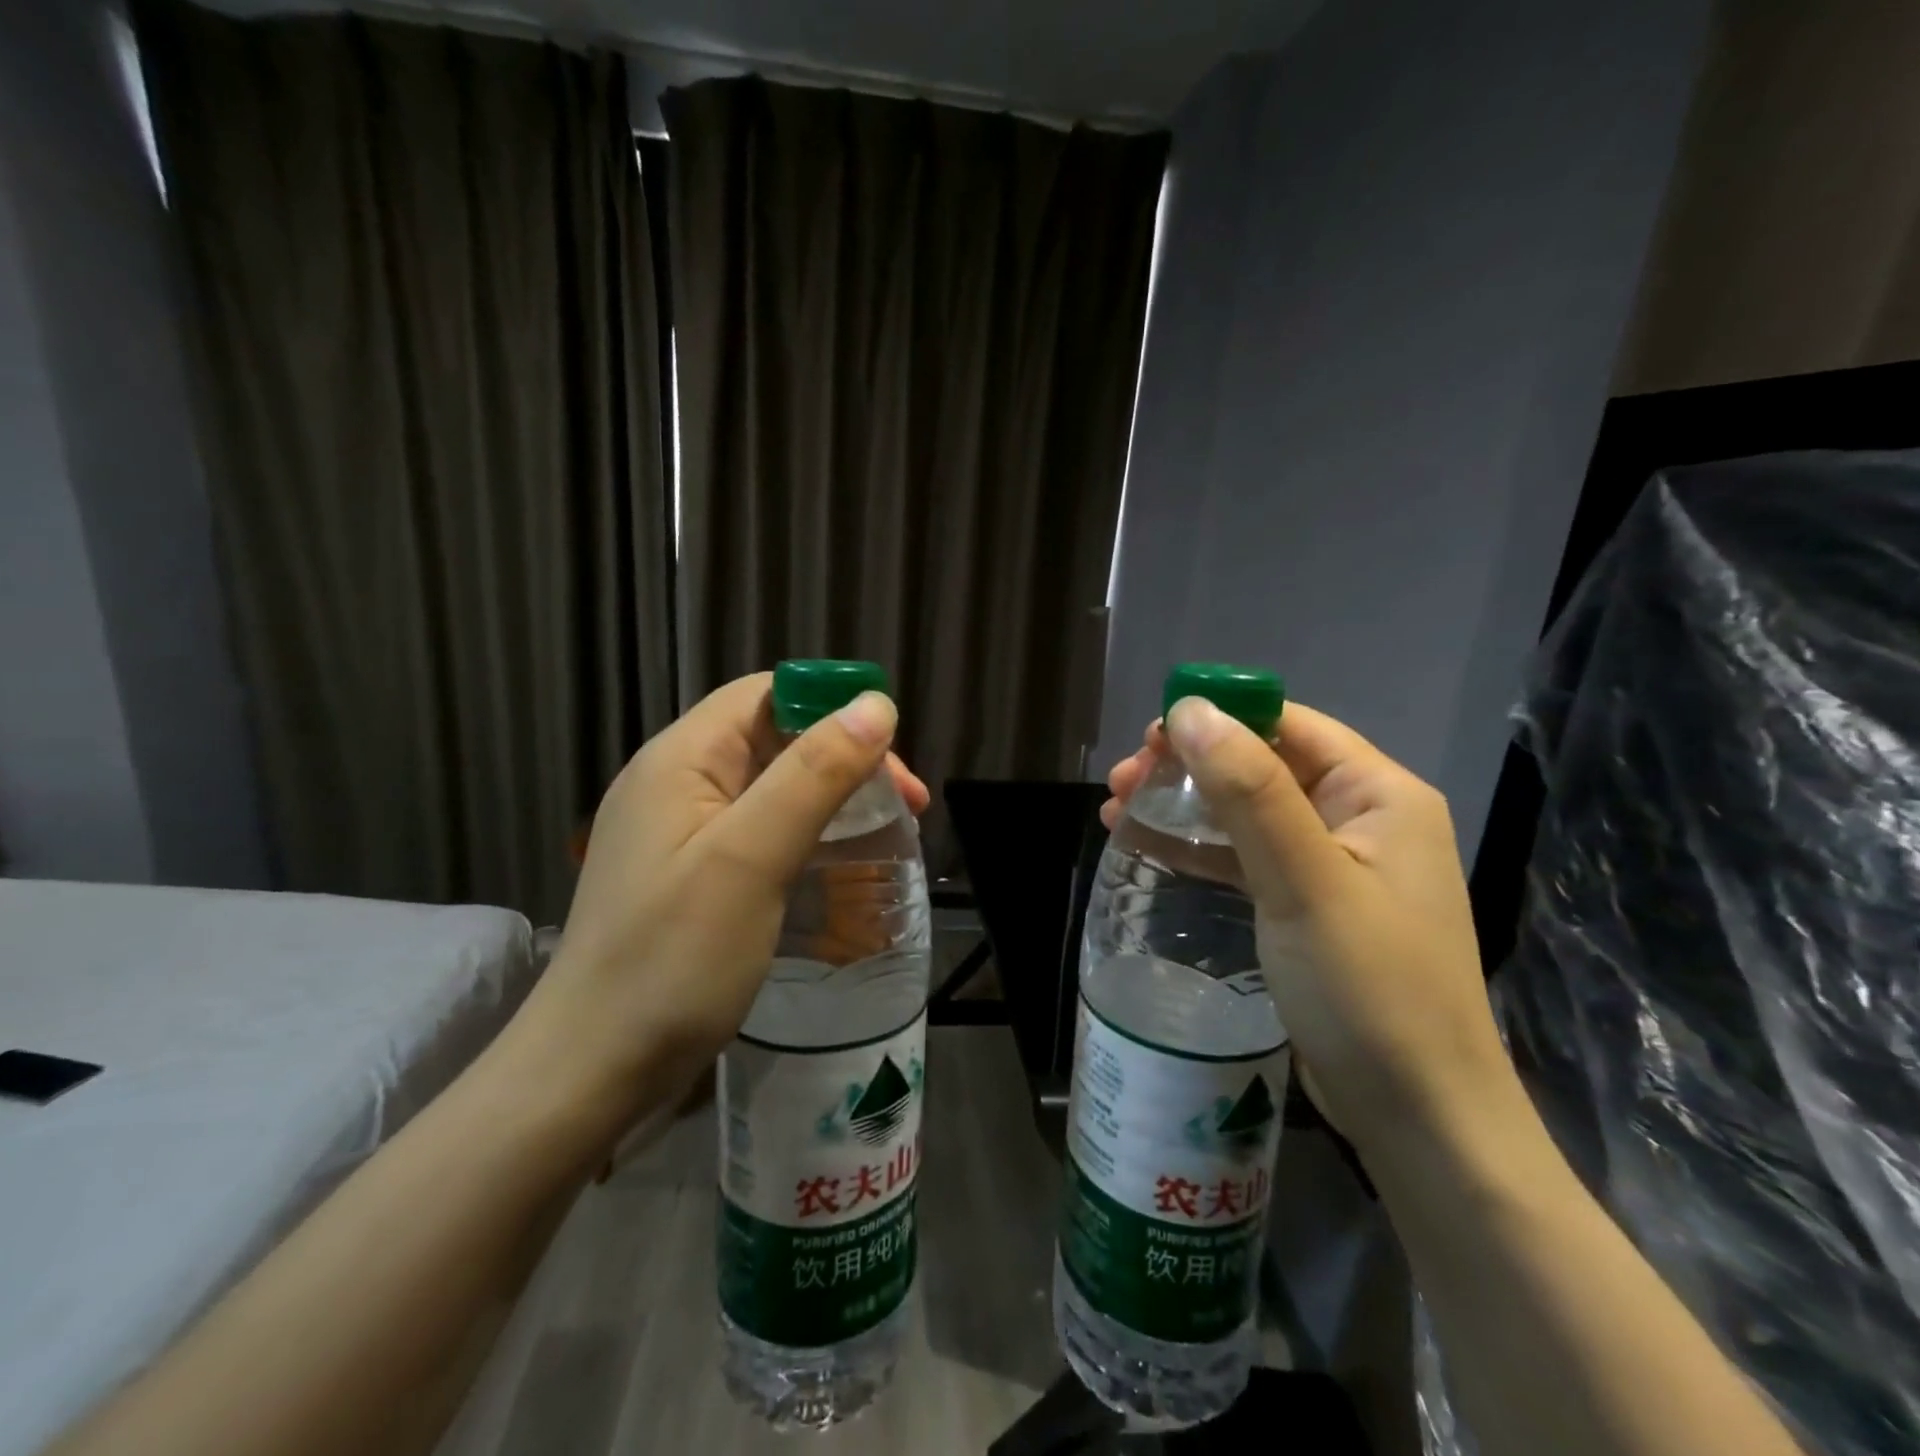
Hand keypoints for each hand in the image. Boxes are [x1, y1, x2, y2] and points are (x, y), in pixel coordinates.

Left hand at [506, 673, 926, 1130]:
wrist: (593, 1073)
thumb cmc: (673, 959)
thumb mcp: (752, 857)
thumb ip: (814, 774)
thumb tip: (876, 705)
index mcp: (681, 759)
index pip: (767, 695)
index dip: (834, 708)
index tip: (893, 758)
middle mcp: (677, 782)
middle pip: (775, 738)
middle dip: (846, 759)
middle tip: (909, 807)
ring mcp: (682, 832)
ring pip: (773, 786)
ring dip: (834, 797)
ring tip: (888, 832)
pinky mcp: (693, 875)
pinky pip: (761, 830)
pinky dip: (808, 833)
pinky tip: (837, 862)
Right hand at [1106, 700, 1515, 1153]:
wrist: (1419, 1118)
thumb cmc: (1369, 989)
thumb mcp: (1303, 880)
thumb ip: (1249, 790)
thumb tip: (1190, 709)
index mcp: (1379, 794)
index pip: (1289, 726)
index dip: (1218, 719)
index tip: (1149, 736)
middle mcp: (1361, 819)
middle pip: (1262, 766)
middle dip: (1188, 766)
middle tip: (1121, 781)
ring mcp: (1336, 867)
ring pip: (1248, 812)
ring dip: (1185, 805)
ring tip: (1117, 809)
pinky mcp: (1311, 908)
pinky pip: (1248, 858)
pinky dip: (1201, 848)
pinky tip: (1152, 848)